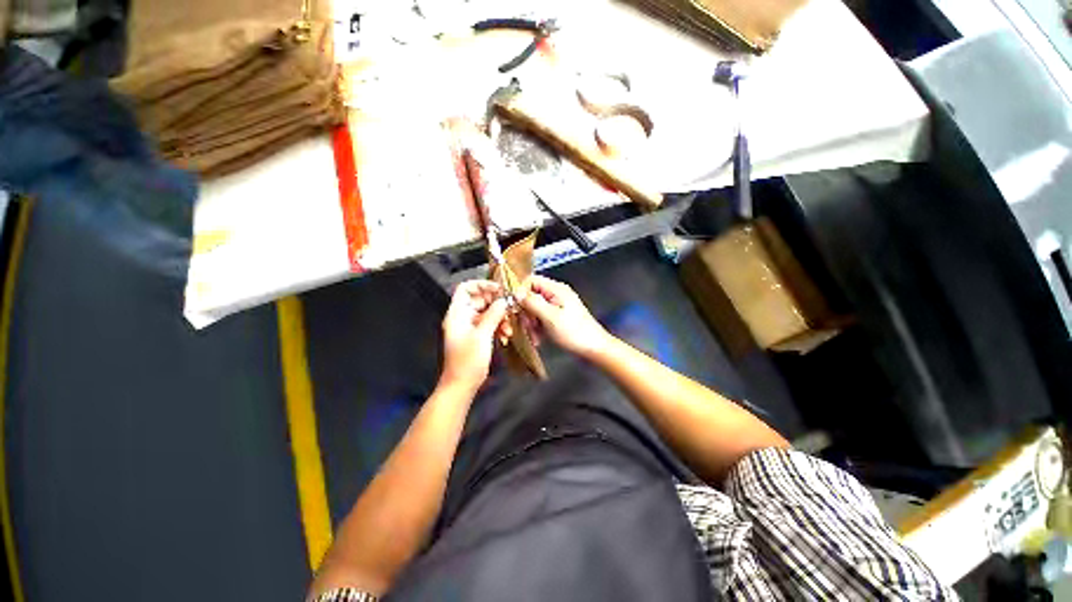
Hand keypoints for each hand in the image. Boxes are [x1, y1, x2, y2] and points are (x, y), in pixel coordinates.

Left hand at [440, 280, 509, 392]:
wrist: (462, 385)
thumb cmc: (468, 361)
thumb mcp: (482, 335)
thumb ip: (493, 315)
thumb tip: (504, 300)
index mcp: (457, 314)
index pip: (465, 288)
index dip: (481, 285)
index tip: (499, 289)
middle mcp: (462, 317)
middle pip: (479, 299)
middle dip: (495, 303)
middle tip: (510, 306)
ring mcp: (469, 326)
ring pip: (486, 312)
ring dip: (499, 316)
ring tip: (508, 327)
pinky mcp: (477, 335)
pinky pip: (489, 323)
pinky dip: (498, 326)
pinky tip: (505, 335)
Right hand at [521, 275, 611, 358]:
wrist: (594, 348)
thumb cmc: (575, 332)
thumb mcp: (550, 317)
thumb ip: (533, 302)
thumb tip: (516, 291)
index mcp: (556, 289)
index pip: (530, 280)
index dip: (520, 292)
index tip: (515, 308)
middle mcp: (556, 294)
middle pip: (530, 296)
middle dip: (525, 312)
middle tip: (527, 327)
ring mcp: (557, 305)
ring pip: (534, 309)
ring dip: (530, 323)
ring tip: (534, 337)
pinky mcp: (557, 316)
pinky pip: (541, 318)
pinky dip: (537, 328)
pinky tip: (539, 339)